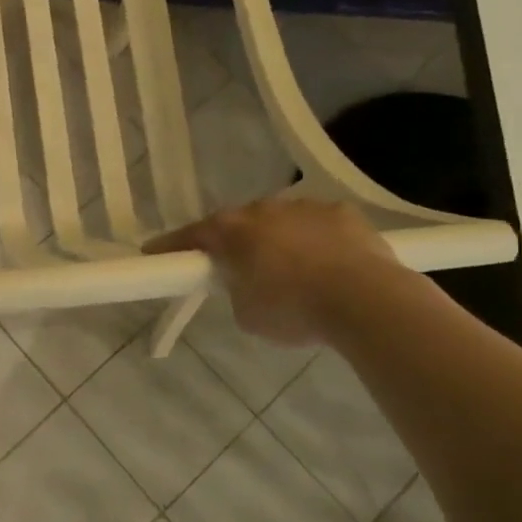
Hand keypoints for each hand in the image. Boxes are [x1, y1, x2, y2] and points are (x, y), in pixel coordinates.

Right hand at [143, 198, 397, 344]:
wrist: (367, 301)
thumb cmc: (294, 309)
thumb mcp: (247, 314)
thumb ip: (236, 290)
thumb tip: (246, 282)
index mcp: (232, 230)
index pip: (191, 235)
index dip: (171, 246)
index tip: (153, 253)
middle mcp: (263, 208)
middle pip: (239, 224)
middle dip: (236, 243)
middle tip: (239, 270)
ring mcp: (304, 206)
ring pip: (280, 221)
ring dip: (279, 240)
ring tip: (293, 272)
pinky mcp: (342, 212)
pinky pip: (318, 225)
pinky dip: (316, 241)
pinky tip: (329, 265)